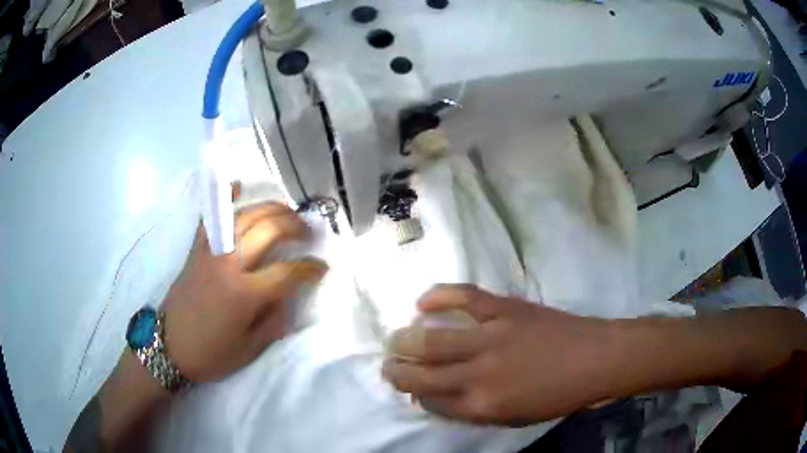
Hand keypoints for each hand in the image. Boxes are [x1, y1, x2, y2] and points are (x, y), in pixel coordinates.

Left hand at [163, 200, 327, 382]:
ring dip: (270, 208)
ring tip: (286, 212)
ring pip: (244, 217)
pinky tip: (239, 187)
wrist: (169, 347)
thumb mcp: (250, 349)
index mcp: (245, 294)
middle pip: (268, 230)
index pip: (287, 272)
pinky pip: (212, 218)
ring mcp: (210, 252)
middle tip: (308, 231)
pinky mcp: (196, 249)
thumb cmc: (211, 353)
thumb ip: (274, 320)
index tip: (322, 267)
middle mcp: (229, 265)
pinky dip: (226, 199)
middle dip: (294, 226)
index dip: (310, 268)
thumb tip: (285, 296)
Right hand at [382, 285, 614, 425]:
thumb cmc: (558, 396)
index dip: (415, 394)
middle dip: (395, 370)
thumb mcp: (515, 417)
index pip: (430, 401)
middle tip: (388, 363)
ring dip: (404, 339)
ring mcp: (491, 338)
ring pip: (431, 338)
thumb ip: (475, 410)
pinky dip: (438, 296)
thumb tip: (443, 396)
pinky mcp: (504, 310)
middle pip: (420, 373)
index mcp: (483, 405)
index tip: (410, 388)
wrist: (596, 360)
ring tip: (394, 338)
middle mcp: (479, 375)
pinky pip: (463, 297)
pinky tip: (423, 302)